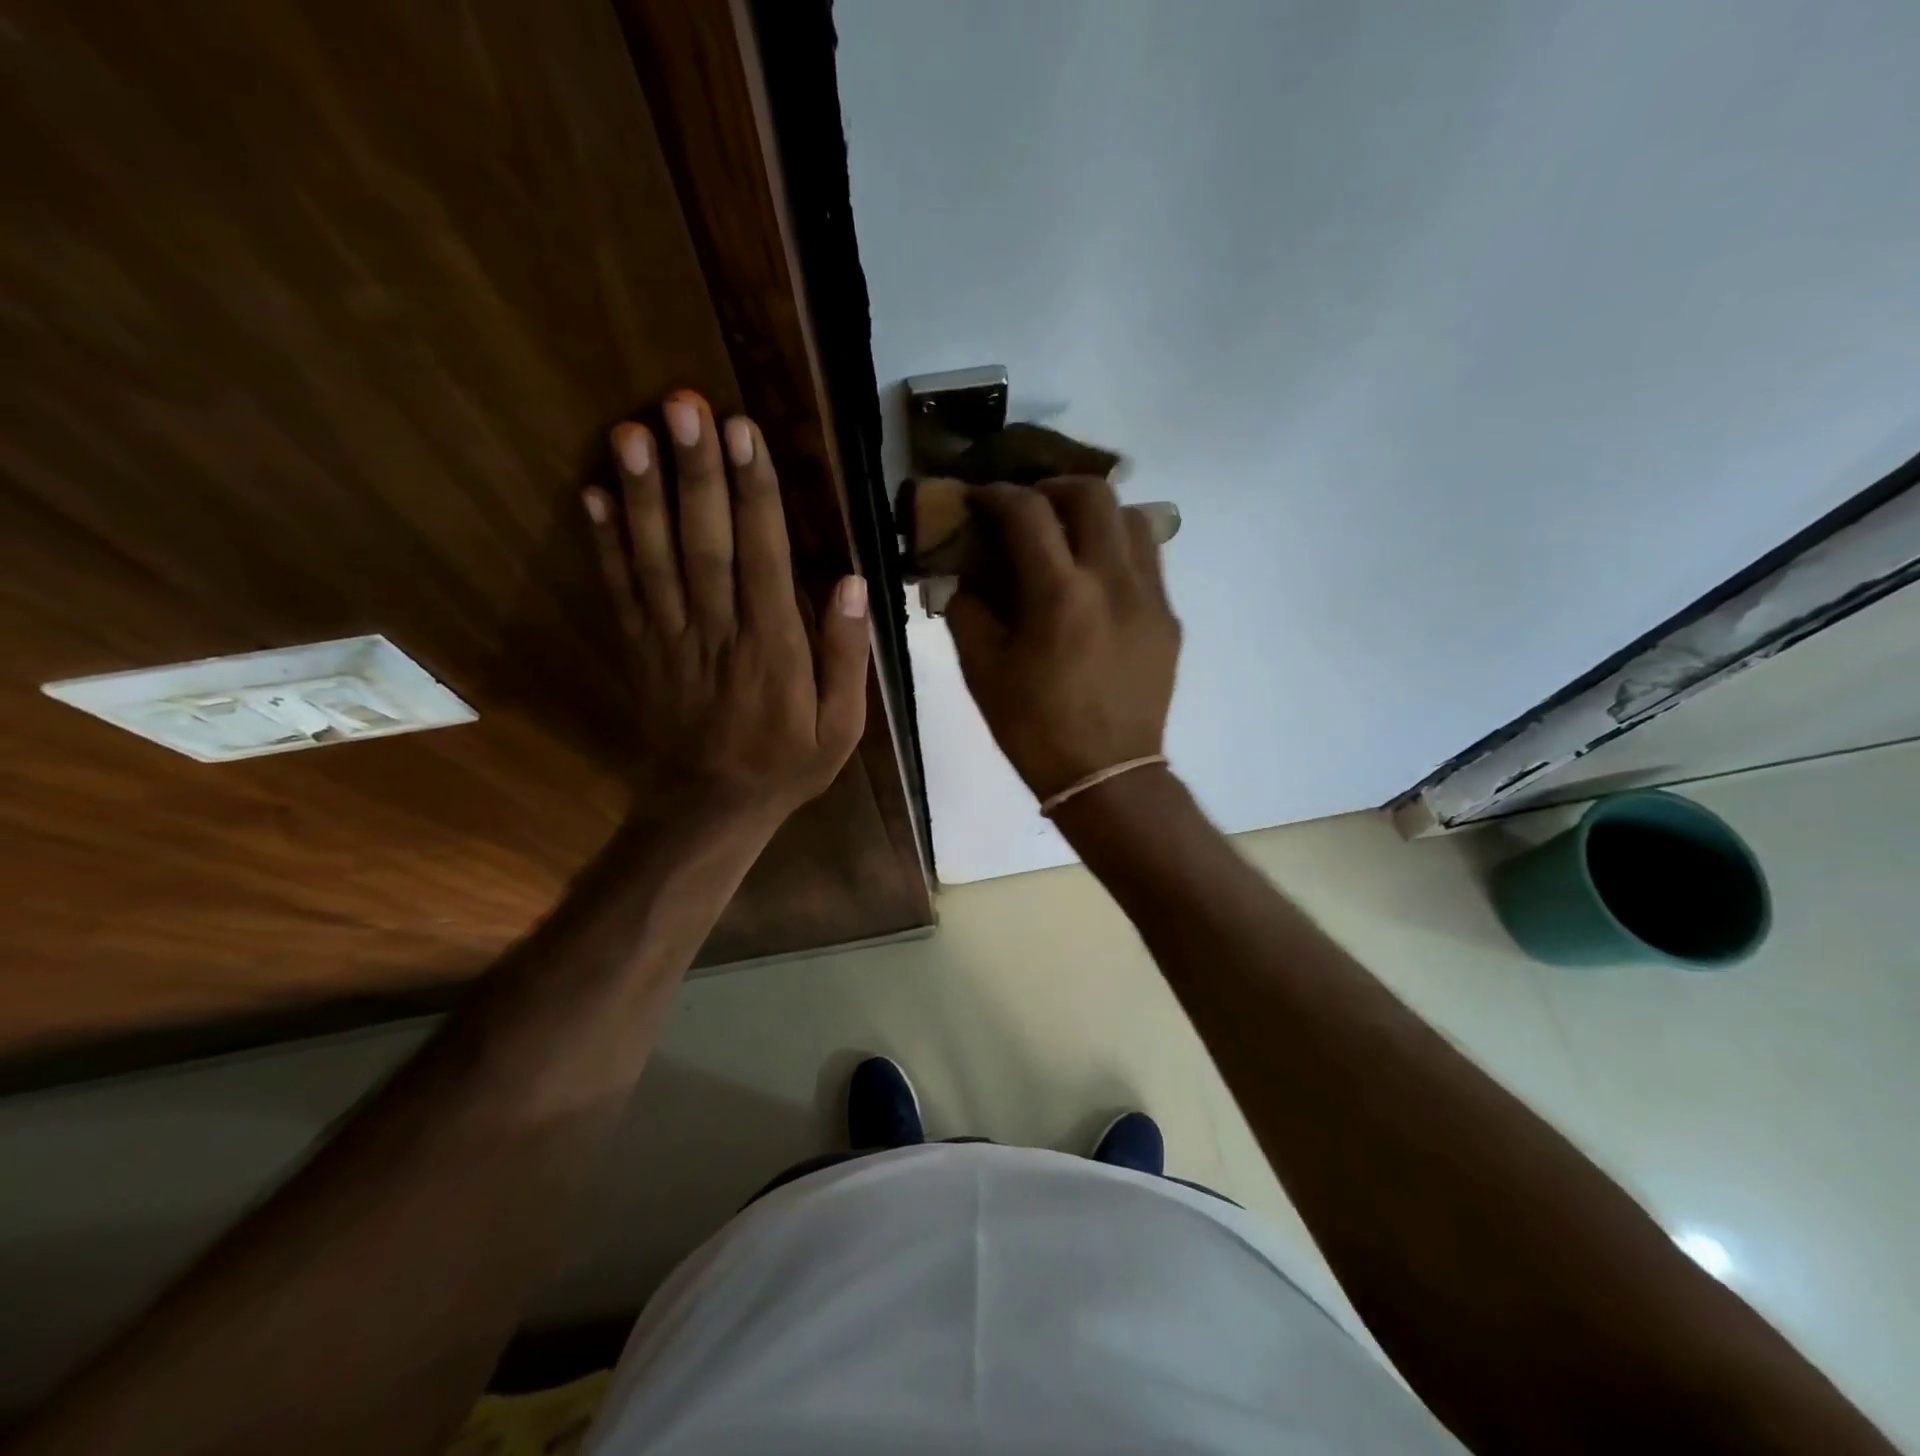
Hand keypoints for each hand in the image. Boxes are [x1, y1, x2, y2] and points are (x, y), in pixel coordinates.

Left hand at [584, 390, 869, 820]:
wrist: (711, 808)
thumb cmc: (786, 764)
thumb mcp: (842, 727)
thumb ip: (847, 656)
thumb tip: (853, 583)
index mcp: (774, 648)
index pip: (764, 558)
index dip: (753, 494)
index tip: (743, 434)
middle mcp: (719, 632)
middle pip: (704, 543)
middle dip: (695, 473)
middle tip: (683, 405)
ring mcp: (671, 639)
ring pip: (655, 559)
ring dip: (642, 494)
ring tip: (631, 431)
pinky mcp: (640, 649)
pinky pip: (620, 591)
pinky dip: (604, 543)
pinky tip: (592, 494)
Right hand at [946, 478, 1179, 801]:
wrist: (1107, 776)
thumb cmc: (1035, 729)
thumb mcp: (983, 672)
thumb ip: (967, 610)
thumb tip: (963, 573)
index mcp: (1060, 596)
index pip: (1028, 512)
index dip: (997, 494)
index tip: (979, 498)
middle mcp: (1113, 582)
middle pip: (1093, 493)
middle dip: (1053, 487)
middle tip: (1029, 507)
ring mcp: (1150, 598)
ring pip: (1132, 518)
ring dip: (1094, 513)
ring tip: (1069, 535)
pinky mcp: (1169, 618)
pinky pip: (1148, 560)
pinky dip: (1118, 550)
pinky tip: (1096, 579)